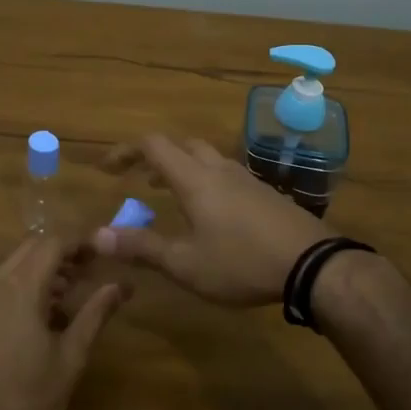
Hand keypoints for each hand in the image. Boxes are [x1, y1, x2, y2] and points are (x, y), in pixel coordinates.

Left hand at [0, 236, 128, 409]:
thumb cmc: (29, 404)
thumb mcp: (71, 358)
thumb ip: (95, 313)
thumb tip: (121, 286)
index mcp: (17, 288)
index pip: (52, 242)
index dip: (80, 241)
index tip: (103, 252)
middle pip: (28, 247)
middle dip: (60, 253)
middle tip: (88, 272)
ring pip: (7, 264)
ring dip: (37, 269)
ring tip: (65, 297)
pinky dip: (15, 286)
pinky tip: (34, 316)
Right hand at [93, 134, 332, 305]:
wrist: (313, 264)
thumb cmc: (242, 263)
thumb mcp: (185, 263)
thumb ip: (142, 247)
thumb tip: (97, 235)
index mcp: (195, 179)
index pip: (153, 145)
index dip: (125, 151)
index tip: (107, 169)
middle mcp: (219, 169)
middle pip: (181, 145)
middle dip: (155, 157)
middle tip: (138, 180)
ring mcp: (247, 178)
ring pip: (207, 158)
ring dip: (182, 168)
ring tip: (169, 194)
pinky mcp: (266, 193)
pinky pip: (226, 174)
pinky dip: (206, 181)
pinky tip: (211, 212)